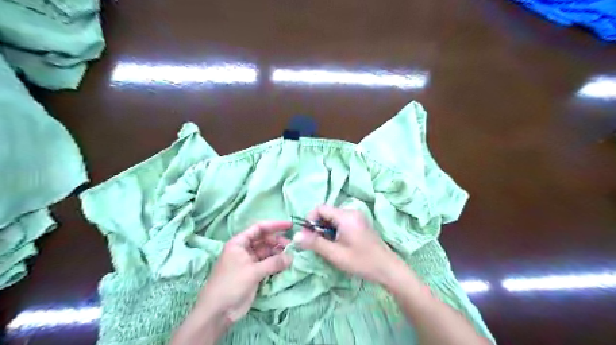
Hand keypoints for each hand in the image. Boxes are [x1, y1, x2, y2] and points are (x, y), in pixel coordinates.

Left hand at [197, 222, 291, 324]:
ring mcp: (249, 262)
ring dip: (278, 253)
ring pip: (267, 252)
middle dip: (278, 241)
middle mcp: (244, 250)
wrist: (217, 312)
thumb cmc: (231, 285)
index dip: (274, 225)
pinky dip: (276, 263)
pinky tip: (286, 264)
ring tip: (291, 256)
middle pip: (264, 240)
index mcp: (239, 243)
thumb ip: (274, 263)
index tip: (290, 225)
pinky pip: (267, 264)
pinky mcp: (253, 273)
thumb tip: (292, 257)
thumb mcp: (253, 271)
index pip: (259, 228)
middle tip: (292, 246)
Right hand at [292, 206, 407, 286]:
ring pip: (333, 218)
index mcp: (345, 216)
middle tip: (315, 243)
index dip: (310, 219)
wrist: (387, 268)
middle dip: (317, 226)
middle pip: (327, 212)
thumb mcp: (335, 254)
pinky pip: (341, 221)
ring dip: (325, 229)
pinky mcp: (360, 223)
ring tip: (326, 245)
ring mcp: (357, 217)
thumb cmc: (361, 261)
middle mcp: (351, 212)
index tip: (307, 235)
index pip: (320, 208)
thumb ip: (315, 243)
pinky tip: (337, 244)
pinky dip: (334, 230)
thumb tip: (296, 236)